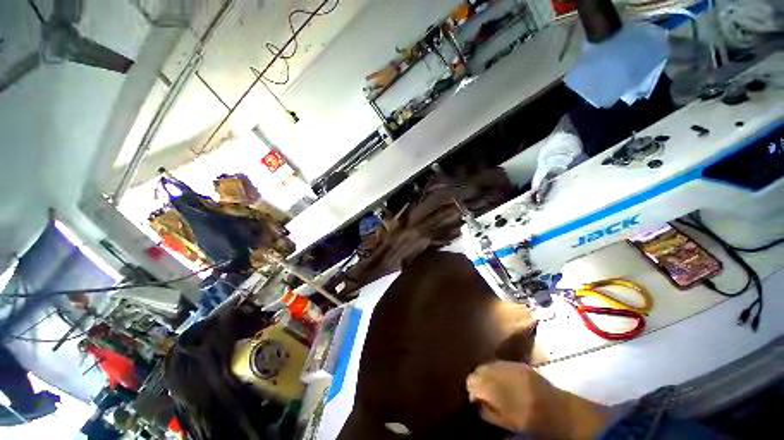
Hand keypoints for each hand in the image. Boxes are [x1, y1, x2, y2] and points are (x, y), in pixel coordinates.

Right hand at [466, 361, 609, 437]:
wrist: (560, 413)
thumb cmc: (531, 422)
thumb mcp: (506, 422)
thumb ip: (487, 411)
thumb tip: (475, 401)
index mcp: (496, 388)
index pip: (472, 380)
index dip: (471, 389)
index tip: (475, 398)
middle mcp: (501, 371)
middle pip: (479, 369)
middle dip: (478, 378)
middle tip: (482, 392)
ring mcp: (511, 365)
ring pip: (489, 364)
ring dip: (487, 373)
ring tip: (493, 385)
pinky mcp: (520, 364)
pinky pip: (500, 363)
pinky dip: (497, 370)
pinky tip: (503, 380)